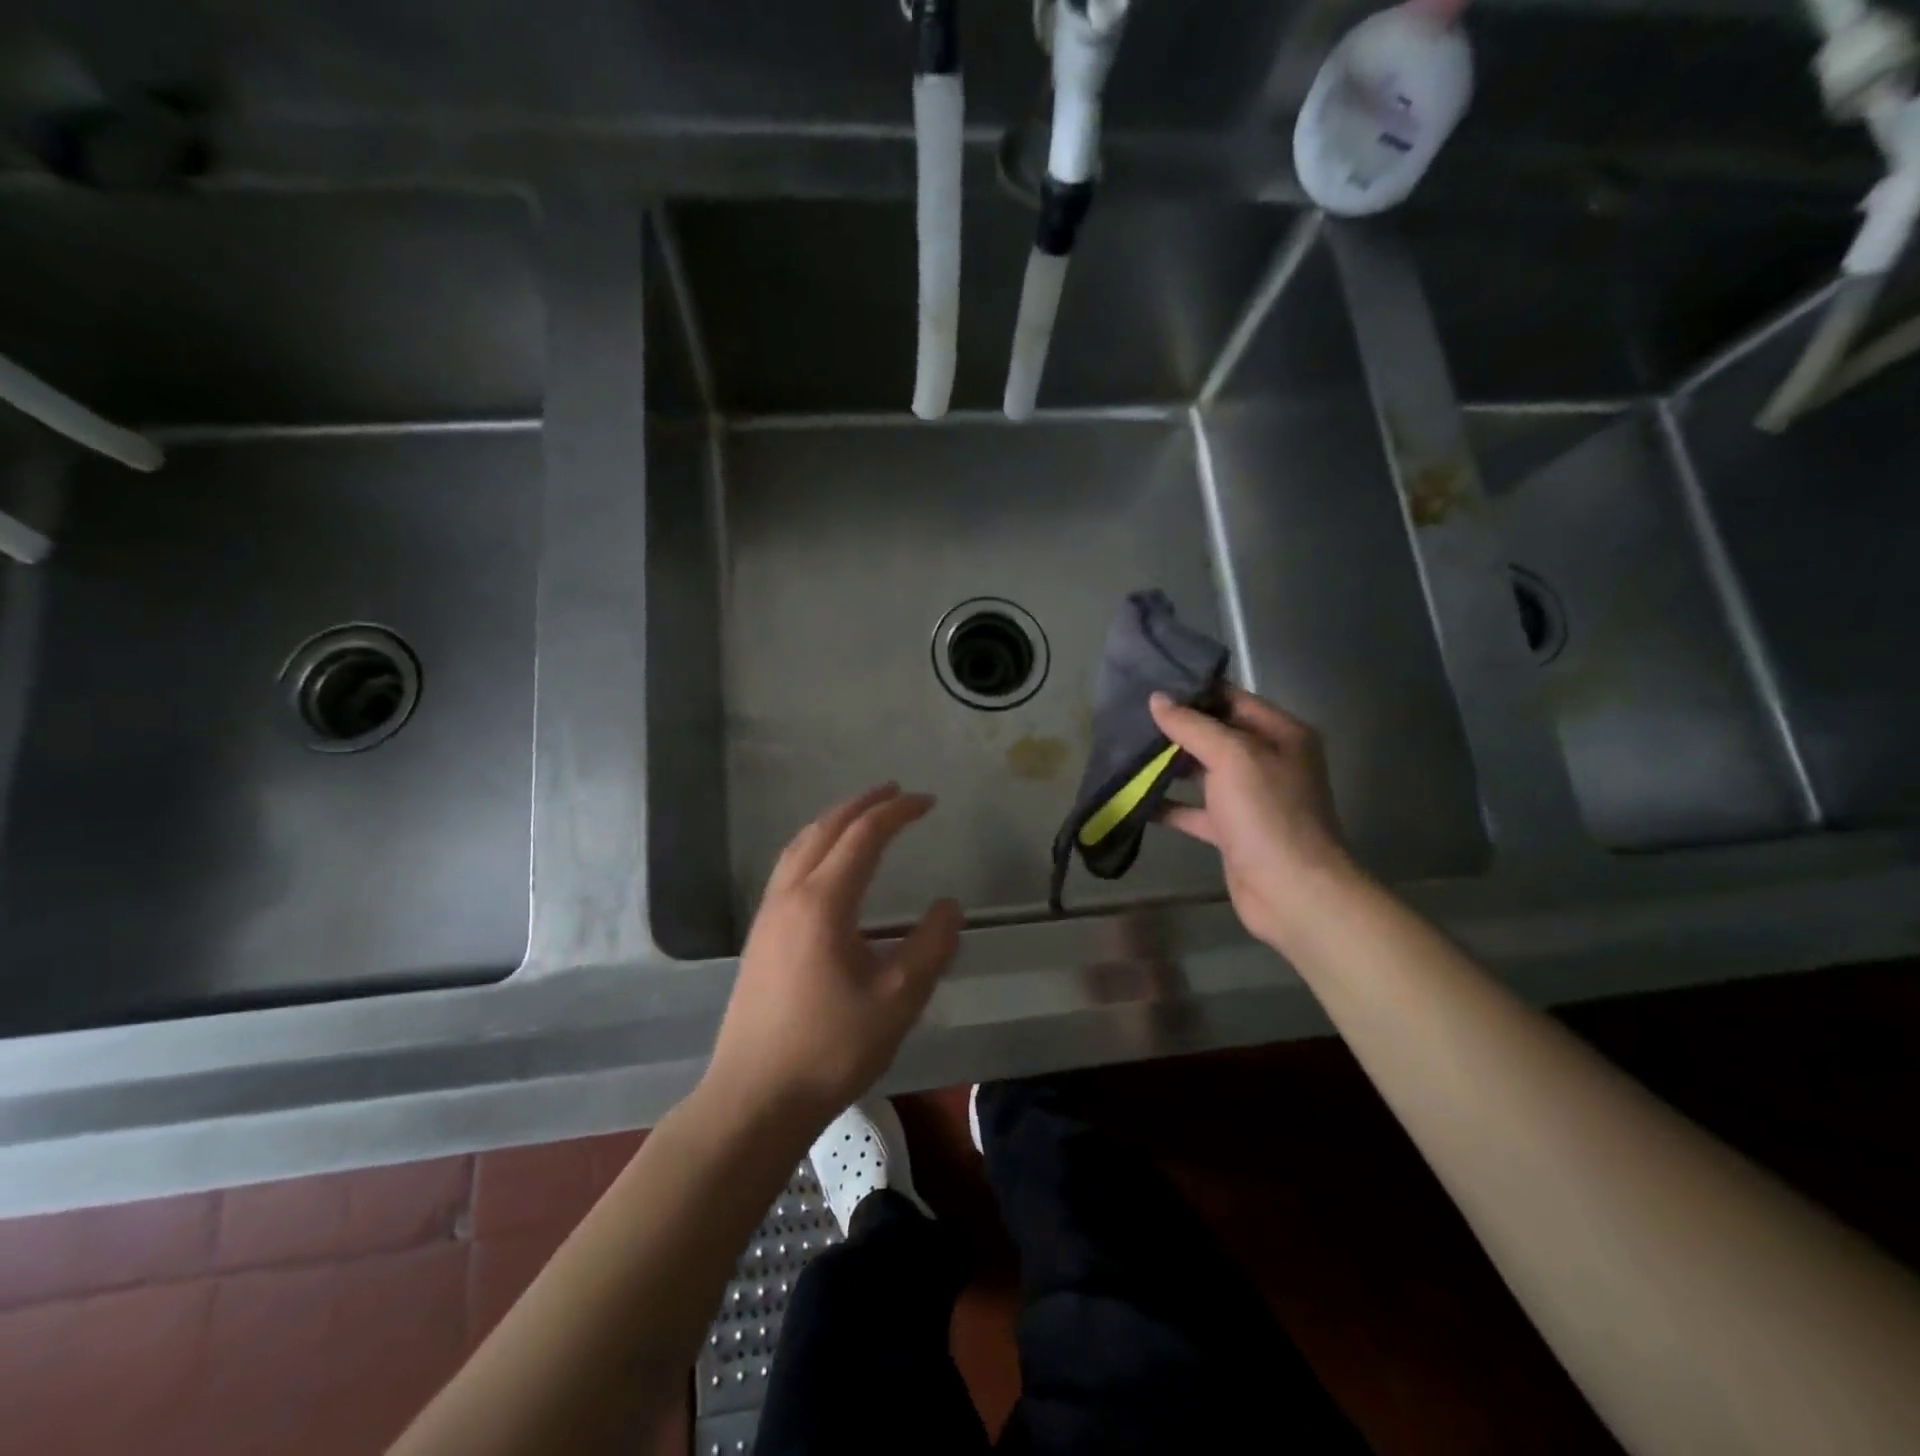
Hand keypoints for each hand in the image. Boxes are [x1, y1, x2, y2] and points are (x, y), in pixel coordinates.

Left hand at [704, 784, 962, 1132]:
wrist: (755, 1097)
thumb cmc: (831, 1048)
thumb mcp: (897, 999)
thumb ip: (931, 947)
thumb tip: (950, 905)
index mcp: (823, 902)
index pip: (864, 836)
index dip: (897, 812)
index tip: (927, 802)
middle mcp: (790, 896)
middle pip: (825, 829)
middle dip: (862, 804)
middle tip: (895, 792)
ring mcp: (768, 915)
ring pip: (800, 846)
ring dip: (833, 822)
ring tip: (862, 817)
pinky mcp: (760, 936)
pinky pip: (788, 868)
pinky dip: (814, 846)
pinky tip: (827, 866)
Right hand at [1148, 688, 1358, 953]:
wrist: (1292, 891)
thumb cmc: (1268, 814)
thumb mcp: (1232, 758)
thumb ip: (1193, 726)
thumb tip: (1158, 699)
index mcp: (1281, 734)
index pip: (1233, 699)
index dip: (1194, 691)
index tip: (1151, 683)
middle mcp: (1268, 761)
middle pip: (1215, 734)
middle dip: (1175, 728)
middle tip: (1129, 717)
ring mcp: (1251, 797)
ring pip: (1202, 772)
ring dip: (1168, 764)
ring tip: (1125, 750)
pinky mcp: (1232, 830)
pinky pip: (1195, 809)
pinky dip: (1168, 804)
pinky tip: (1135, 797)